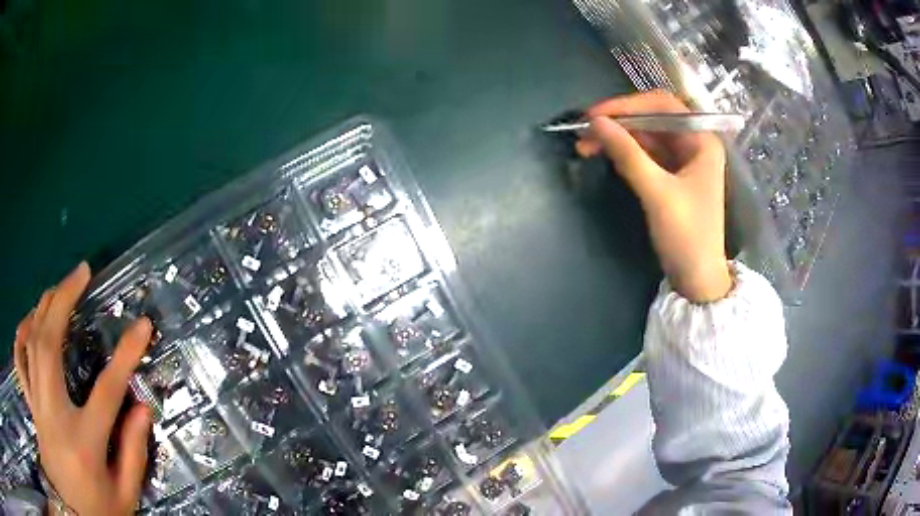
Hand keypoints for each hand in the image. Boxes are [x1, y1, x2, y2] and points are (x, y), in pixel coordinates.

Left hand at [13, 263, 153, 515]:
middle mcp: (54, 414)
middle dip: (64, 300)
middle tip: (81, 273)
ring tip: (58, 287)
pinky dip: (22, 335)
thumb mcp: (125, 498)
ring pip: (31, 343)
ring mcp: (38, 406)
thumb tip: (141, 407)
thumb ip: (133, 454)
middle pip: (50, 344)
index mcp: (84, 443)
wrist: (74, 515)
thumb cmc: (99, 512)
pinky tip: (29, 321)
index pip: (106, 391)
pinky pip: (20, 361)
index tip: (142, 325)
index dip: (126, 355)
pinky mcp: (31, 406)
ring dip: (43, 307)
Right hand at [577, 90, 731, 302]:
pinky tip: (605, 156)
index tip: (594, 115)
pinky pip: (647, 154)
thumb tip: (595, 122)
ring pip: (646, 136)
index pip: (662, 105)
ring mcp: (684, 160)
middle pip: (652, 119)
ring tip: (586, 146)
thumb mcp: (657, 192)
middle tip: (584, 133)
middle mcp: (695, 143)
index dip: (627, 105)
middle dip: (618, 123)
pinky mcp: (674, 176)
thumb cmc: (687, 235)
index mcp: (702, 140)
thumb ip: (627, 154)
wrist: (698, 279)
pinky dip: (626, 153)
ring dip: (618, 138)